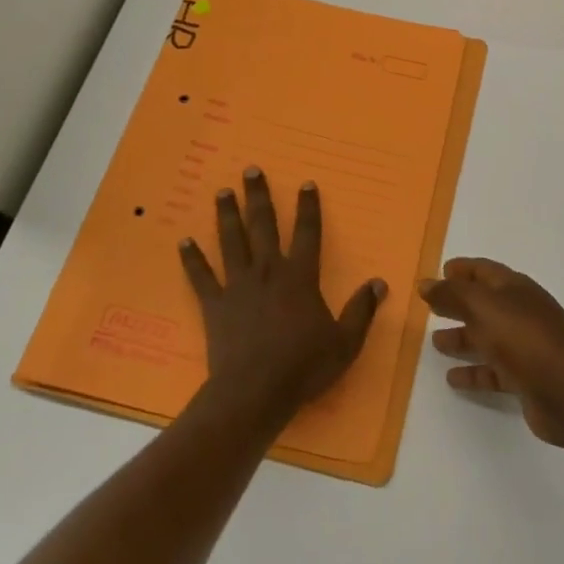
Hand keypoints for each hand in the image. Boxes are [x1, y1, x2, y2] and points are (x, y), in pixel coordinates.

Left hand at [179, 168, 385, 428]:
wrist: (254, 393)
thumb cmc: (303, 367)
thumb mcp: (345, 342)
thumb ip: (362, 311)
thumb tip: (379, 283)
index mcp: (300, 277)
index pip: (308, 233)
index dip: (308, 207)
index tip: (305, 183)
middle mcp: (269, 271)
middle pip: (263, 226)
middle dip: (259, 196)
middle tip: (251, 170)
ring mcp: (238, 286)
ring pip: (232, 242)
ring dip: (227, 215)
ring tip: (222, 192)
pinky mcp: (215, 305)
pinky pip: (201, 276)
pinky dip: (192, 259)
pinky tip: (184, 241)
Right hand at [423, 258, 563, 447]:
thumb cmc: (524, 338)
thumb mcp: (482, 307)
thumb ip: (452, 294)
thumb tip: (426, 283)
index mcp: (515, 288)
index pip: (484, 271)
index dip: (463, 269)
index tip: (440, 272)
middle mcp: (521, 313)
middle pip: (484, 304)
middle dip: (458, 304)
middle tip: (431, 308)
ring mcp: (526, 346)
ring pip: (488, 338)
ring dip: (464, 338)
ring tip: (437, 344)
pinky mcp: (527, 379)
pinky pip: (494, 371)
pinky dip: (474, 373)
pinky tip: (453, 379)